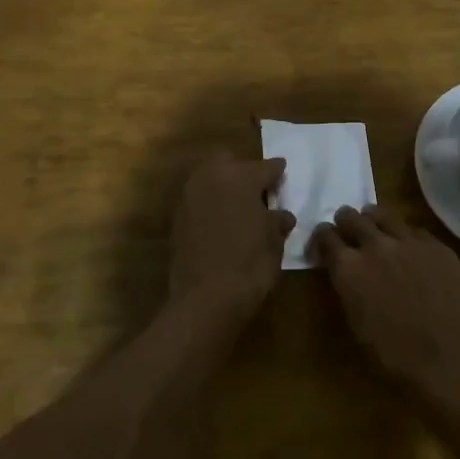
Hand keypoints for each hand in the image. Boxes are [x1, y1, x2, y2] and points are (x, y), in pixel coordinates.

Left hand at [168, 151, 294, 322]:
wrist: (206, 298)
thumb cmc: (250, 265)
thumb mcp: (274, 243)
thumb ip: (277, 222)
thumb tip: (281, 215)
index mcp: (241, 177)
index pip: (265, 167)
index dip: (277, 171)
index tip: (282, 172)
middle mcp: (212, 178)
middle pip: (228, 160)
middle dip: (242, 169)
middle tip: (256, 189)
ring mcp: (189, 196)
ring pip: (208, 177)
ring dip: (223, 185)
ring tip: (238, 206)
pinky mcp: (177, 217)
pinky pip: (197, 199)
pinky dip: (209, 204)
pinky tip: (221, 221)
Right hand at [312, 206, 459, 399]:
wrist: (452, 362)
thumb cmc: (396, 356)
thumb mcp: (357, 325)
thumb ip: (347, 289)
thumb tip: (345, 273)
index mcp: (349, 268)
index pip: (325, 236)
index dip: (323, 238)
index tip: (325, 243)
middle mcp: (376, 245)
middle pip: (352, 217)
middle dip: (345, 222)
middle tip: (348, 230)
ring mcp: (410, 242)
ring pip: (384, 214)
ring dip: (374, 220)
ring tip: (376, 228)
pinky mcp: (438, 246)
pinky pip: (415, 230)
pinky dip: (405, 235)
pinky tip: (410, 248)